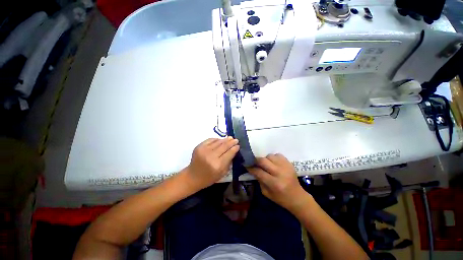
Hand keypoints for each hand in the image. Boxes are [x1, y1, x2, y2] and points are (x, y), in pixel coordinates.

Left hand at [184, 137, 239, 190]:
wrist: (193, 176)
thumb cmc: (209, 178)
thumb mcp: (222, 173)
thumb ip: (229, 162)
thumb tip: (233, 151)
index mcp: (218, 165)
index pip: (229, 153)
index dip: (234, 148)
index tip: (238, 145)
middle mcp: (211, 156)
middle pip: (224, 146)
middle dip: (231, 142)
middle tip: (236, 140)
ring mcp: (204, 150)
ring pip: (218, 142)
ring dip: (225, 139)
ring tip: (230, 138)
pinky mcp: (199, 147)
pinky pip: (210, 140)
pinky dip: (217, 139)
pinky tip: (221, 140)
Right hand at [248, 154, 309, 211]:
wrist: (297, 197)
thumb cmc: (280, 198)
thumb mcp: (266, 193)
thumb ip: (259, 180)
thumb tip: (253, 169)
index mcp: (274, 183)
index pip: (258, 171)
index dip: (251, 168)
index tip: (246, 165)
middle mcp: (280, 173)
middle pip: (263, 161)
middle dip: (256, 160)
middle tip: (254, 162)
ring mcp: (285, 166)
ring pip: (270, 156)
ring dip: (265, 159)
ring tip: (266, 164)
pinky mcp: (289, 163)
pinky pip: (277, 155)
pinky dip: (273, 158)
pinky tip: (274, 163)